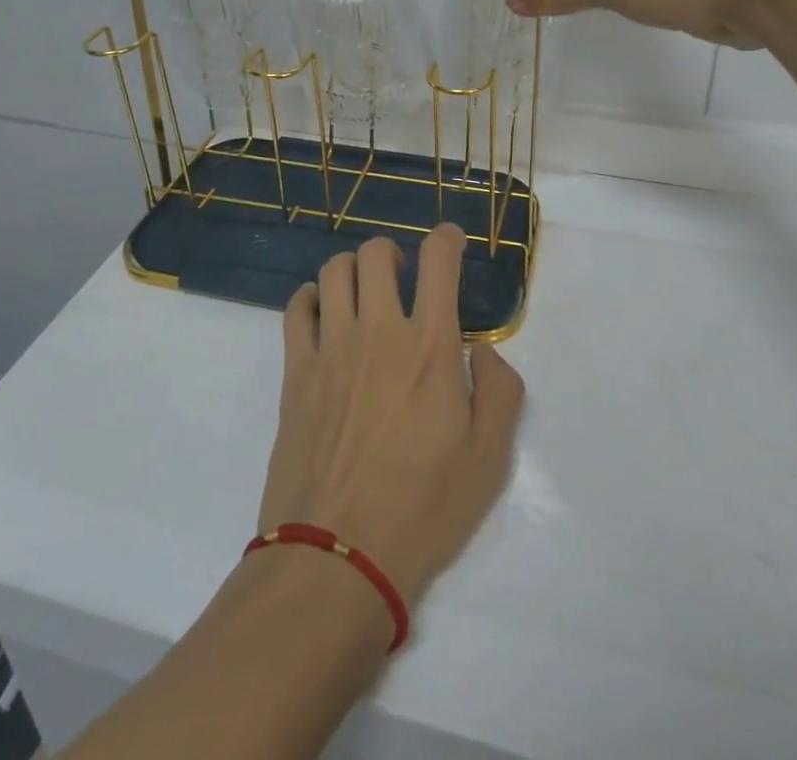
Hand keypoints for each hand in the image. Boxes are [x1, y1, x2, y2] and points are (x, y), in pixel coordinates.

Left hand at [259, 225, 525, 605]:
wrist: (338, 557)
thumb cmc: (424, 509)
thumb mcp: (490, 459)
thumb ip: (500, 392)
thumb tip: (484, 354)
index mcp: (430, 346)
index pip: (438, 262)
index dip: (447, 239)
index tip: (451, 241)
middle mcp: (379, 331)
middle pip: (376, 253)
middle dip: (393, 252)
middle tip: (401, 276)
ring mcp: (331, 348)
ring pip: (333, 271)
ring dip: (351, 268)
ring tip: (362, 291)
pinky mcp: (295, 371)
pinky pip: (296, 308)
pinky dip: (310, 296)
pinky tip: (321, 312)